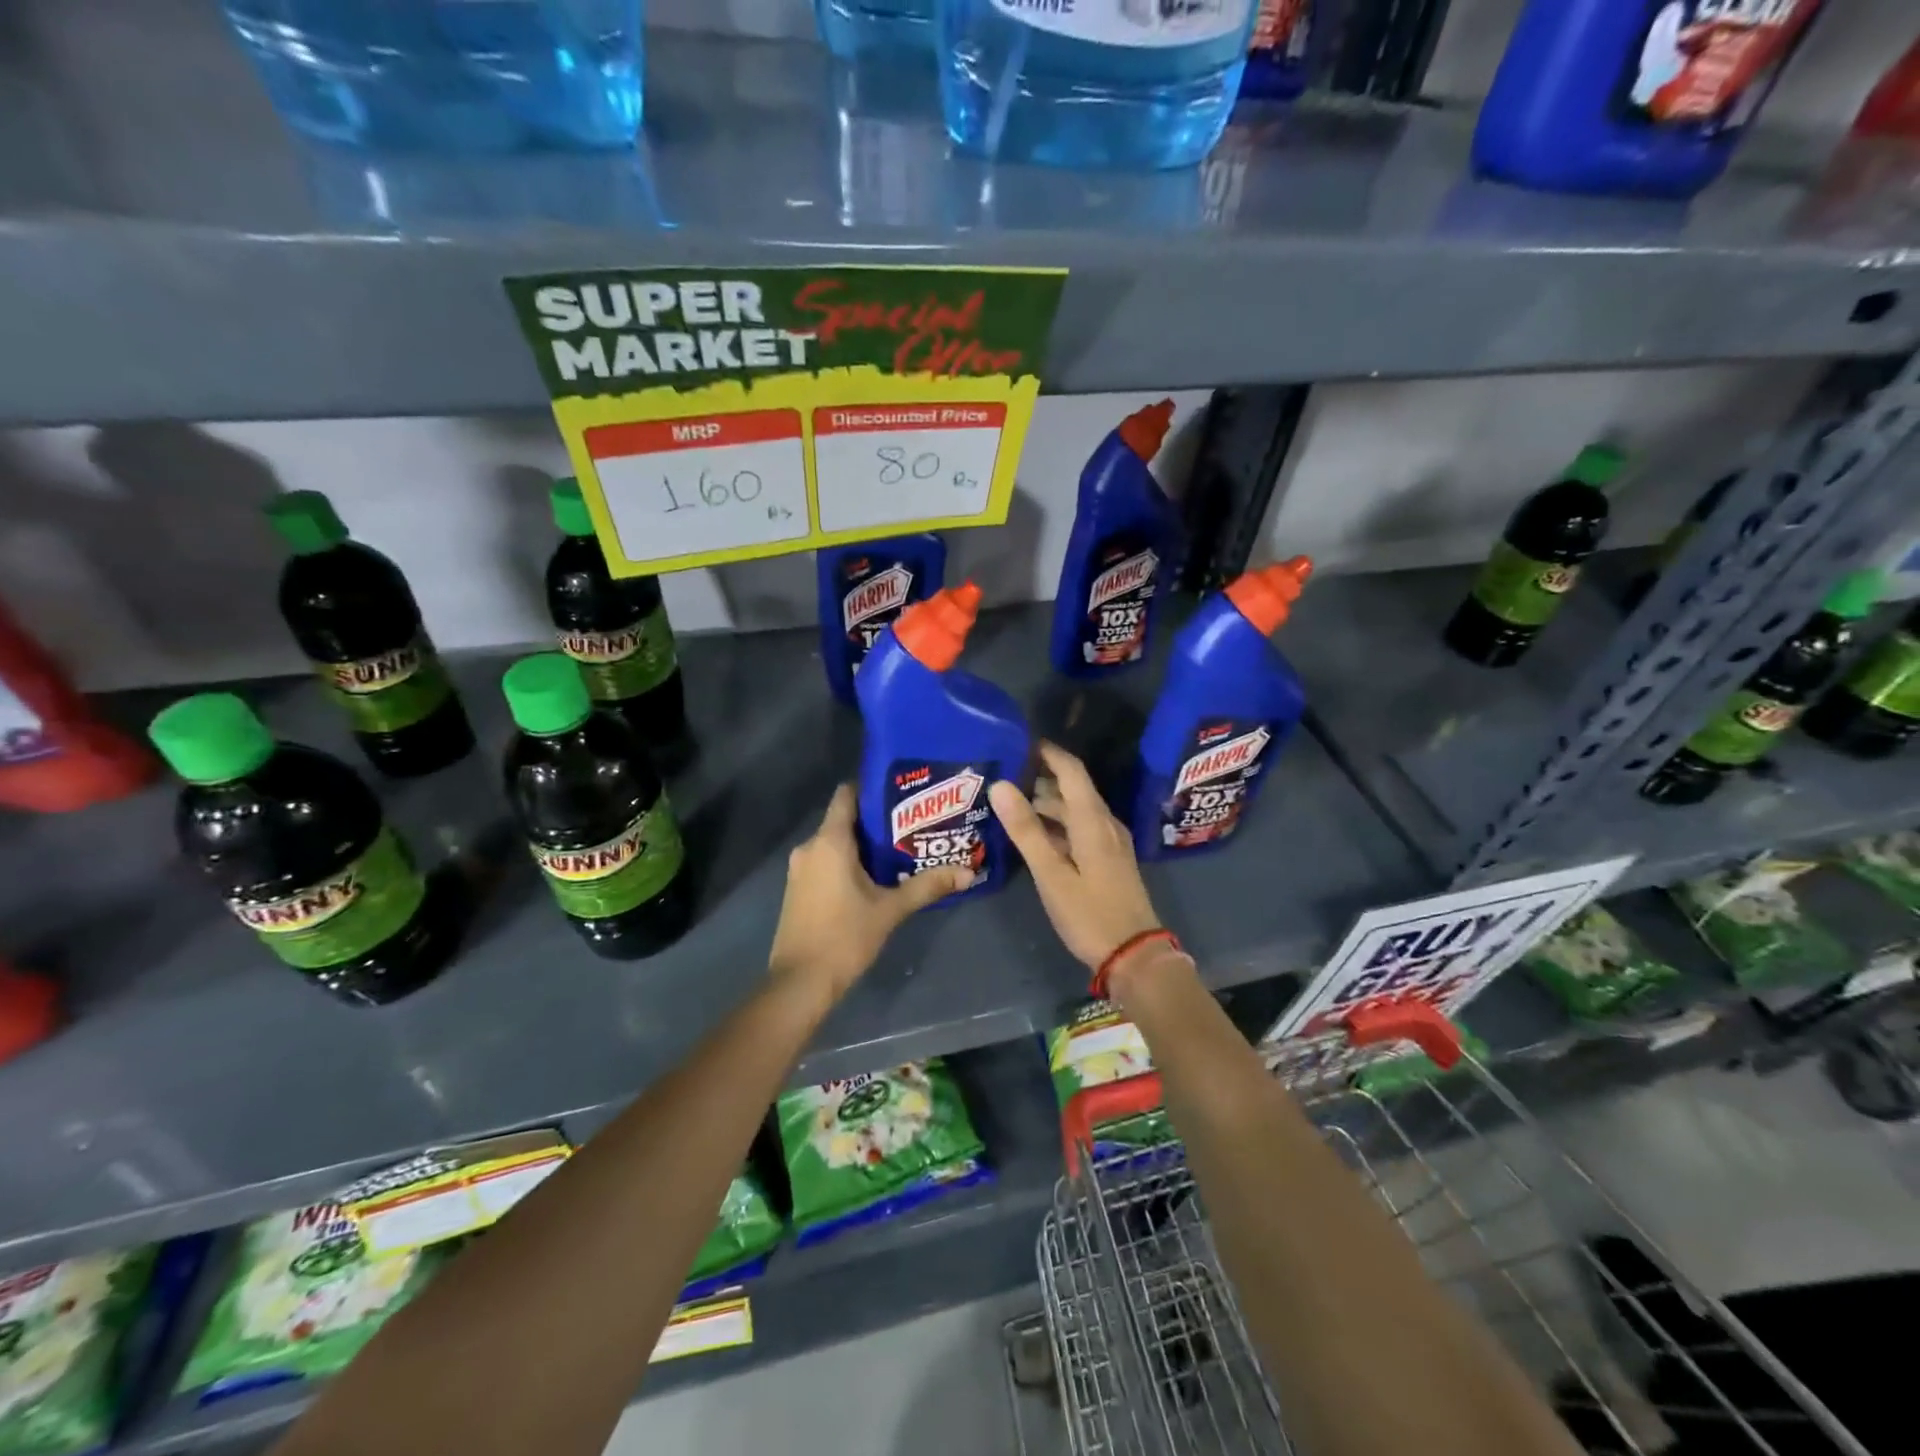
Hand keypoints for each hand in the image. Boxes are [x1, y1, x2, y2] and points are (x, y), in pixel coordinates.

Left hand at [768, 784, 971, 1000]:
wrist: (799, 983)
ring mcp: (800, 869)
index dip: (872, 788)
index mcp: (829, 841)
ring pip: (835, 843)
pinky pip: (826, 862)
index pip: (847, 794)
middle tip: (913, 825)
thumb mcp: (890, 910)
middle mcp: (810, 847)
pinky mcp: (798, 889)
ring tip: (900, 850)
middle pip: (844, 820)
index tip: (901, 793)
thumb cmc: (844, 937)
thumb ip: (927, 886)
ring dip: (863, 845)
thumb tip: (968, 872)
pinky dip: (847, 863)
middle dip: (876, 821)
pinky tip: (874, 877)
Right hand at [989, 742, 1162, 970]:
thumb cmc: (1089, 914)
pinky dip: (1058, 824)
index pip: (1071, 770)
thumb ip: (1026, 829)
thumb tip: (1000, 785)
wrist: (1134, 955)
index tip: (1018, 742)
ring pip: (1076, 810)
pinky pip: (1081, 828)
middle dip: (1040, 778)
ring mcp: (1110, 842)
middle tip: (1004, 776)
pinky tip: (1036, 836)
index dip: (1047, 752)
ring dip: (1047, 803)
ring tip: (1011, 805)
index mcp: (1092, 820)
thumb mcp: (1051, 874)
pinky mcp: (1110, 860)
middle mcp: (1104, 823)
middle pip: (1073, 788)